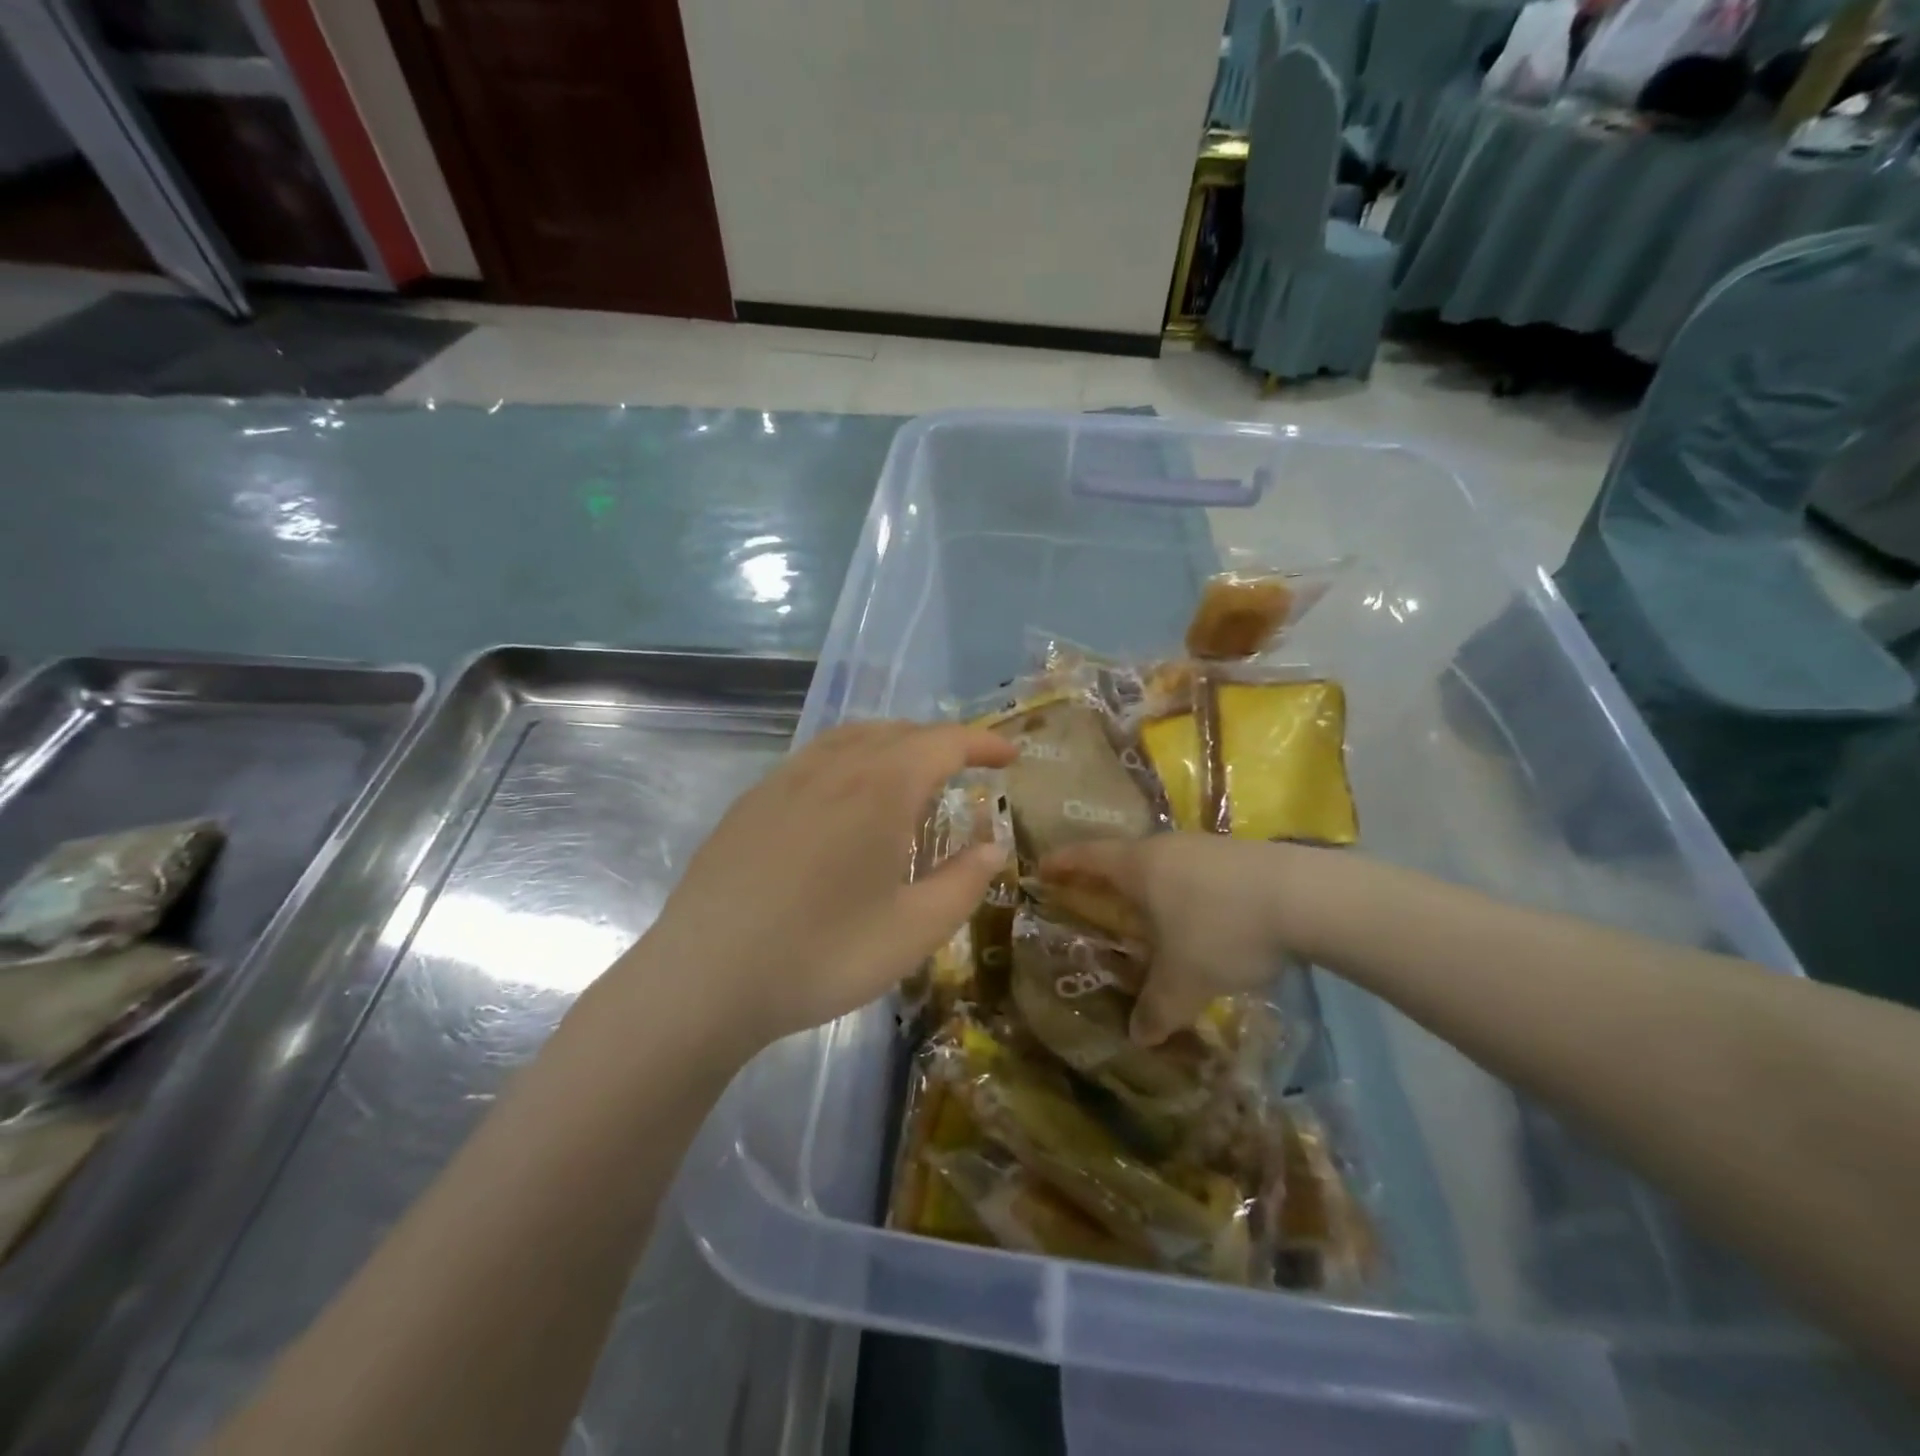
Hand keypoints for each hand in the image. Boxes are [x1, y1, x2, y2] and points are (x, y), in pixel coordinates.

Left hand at [641, 721, 1015, 1051]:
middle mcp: (834, 766)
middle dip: (940, 743)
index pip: (944, 742)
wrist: (704, 979)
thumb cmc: (822, 955)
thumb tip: (993, 848)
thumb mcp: (913, 931)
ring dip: (893, 744)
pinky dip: (850, 760)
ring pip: (852, 738)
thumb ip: (963, 883)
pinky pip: (815, 758)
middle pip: (898, 732)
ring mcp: (785, 779)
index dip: (982, 743)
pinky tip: (845, 799)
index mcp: (880, 787)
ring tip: (911, 775)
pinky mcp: (752, 801)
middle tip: (965, 770)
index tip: (1010, 756)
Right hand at [1039, 834, 1301, 1046]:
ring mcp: (1206, 847)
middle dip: (1106, 878)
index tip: (1042, 868)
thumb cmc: (1222, 930)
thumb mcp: (1184, 981)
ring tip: (1150, 915)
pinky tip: (1203, 918)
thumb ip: (1157, 1009)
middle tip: (1093, 898)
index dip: (1062, 863)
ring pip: (1165, 864)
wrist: (1305, 897)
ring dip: (1151, 886)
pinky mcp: (1241, 856)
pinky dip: (1186, 892)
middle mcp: (1167, 848)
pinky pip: (1197, 872)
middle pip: (1125, 858)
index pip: (1087, 857)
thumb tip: (1138, 1035)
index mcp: (1138, 867)